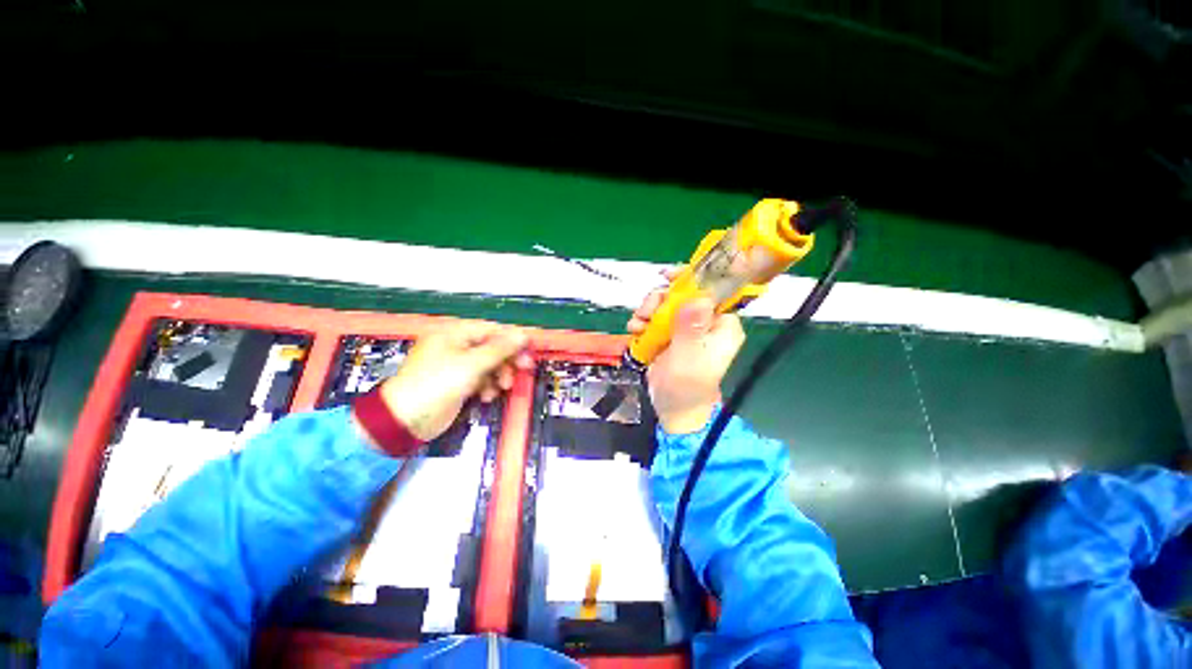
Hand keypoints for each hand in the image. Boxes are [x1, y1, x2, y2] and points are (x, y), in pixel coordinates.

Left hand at [373, 322, 532, 441]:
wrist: (405, 420)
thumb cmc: (437, 384)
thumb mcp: (472, 364)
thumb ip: (500, 349)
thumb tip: (523, 335)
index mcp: (454, 333)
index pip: (492, 330)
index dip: (512, 339)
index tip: (529, 350)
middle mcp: (456, 346)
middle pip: (492, 347)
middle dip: (507, 360)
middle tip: (524, 368)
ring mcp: (456, 365)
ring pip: (488, 364)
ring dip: (499, 375)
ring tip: (502, 387)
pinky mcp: (457, 383)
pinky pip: (480, 379)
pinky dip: (487, 386)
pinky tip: (486, 396)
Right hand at [627, 268, 745, 433]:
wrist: (673, 410)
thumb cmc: (686, 387)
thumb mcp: (688, 357)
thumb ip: (690, 328)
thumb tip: (697, 297)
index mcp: (721, 325)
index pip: (711, 290)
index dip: (691, 279)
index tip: (668, 277)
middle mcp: (705, 322)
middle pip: (683, 294)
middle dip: (661, 299)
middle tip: (646, 311)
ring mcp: (686, 328)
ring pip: (666, 304)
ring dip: (648, 310)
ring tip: (637, 325)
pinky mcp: (669, 335)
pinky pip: (655, 318)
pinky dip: (643, 321)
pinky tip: (635, 331)